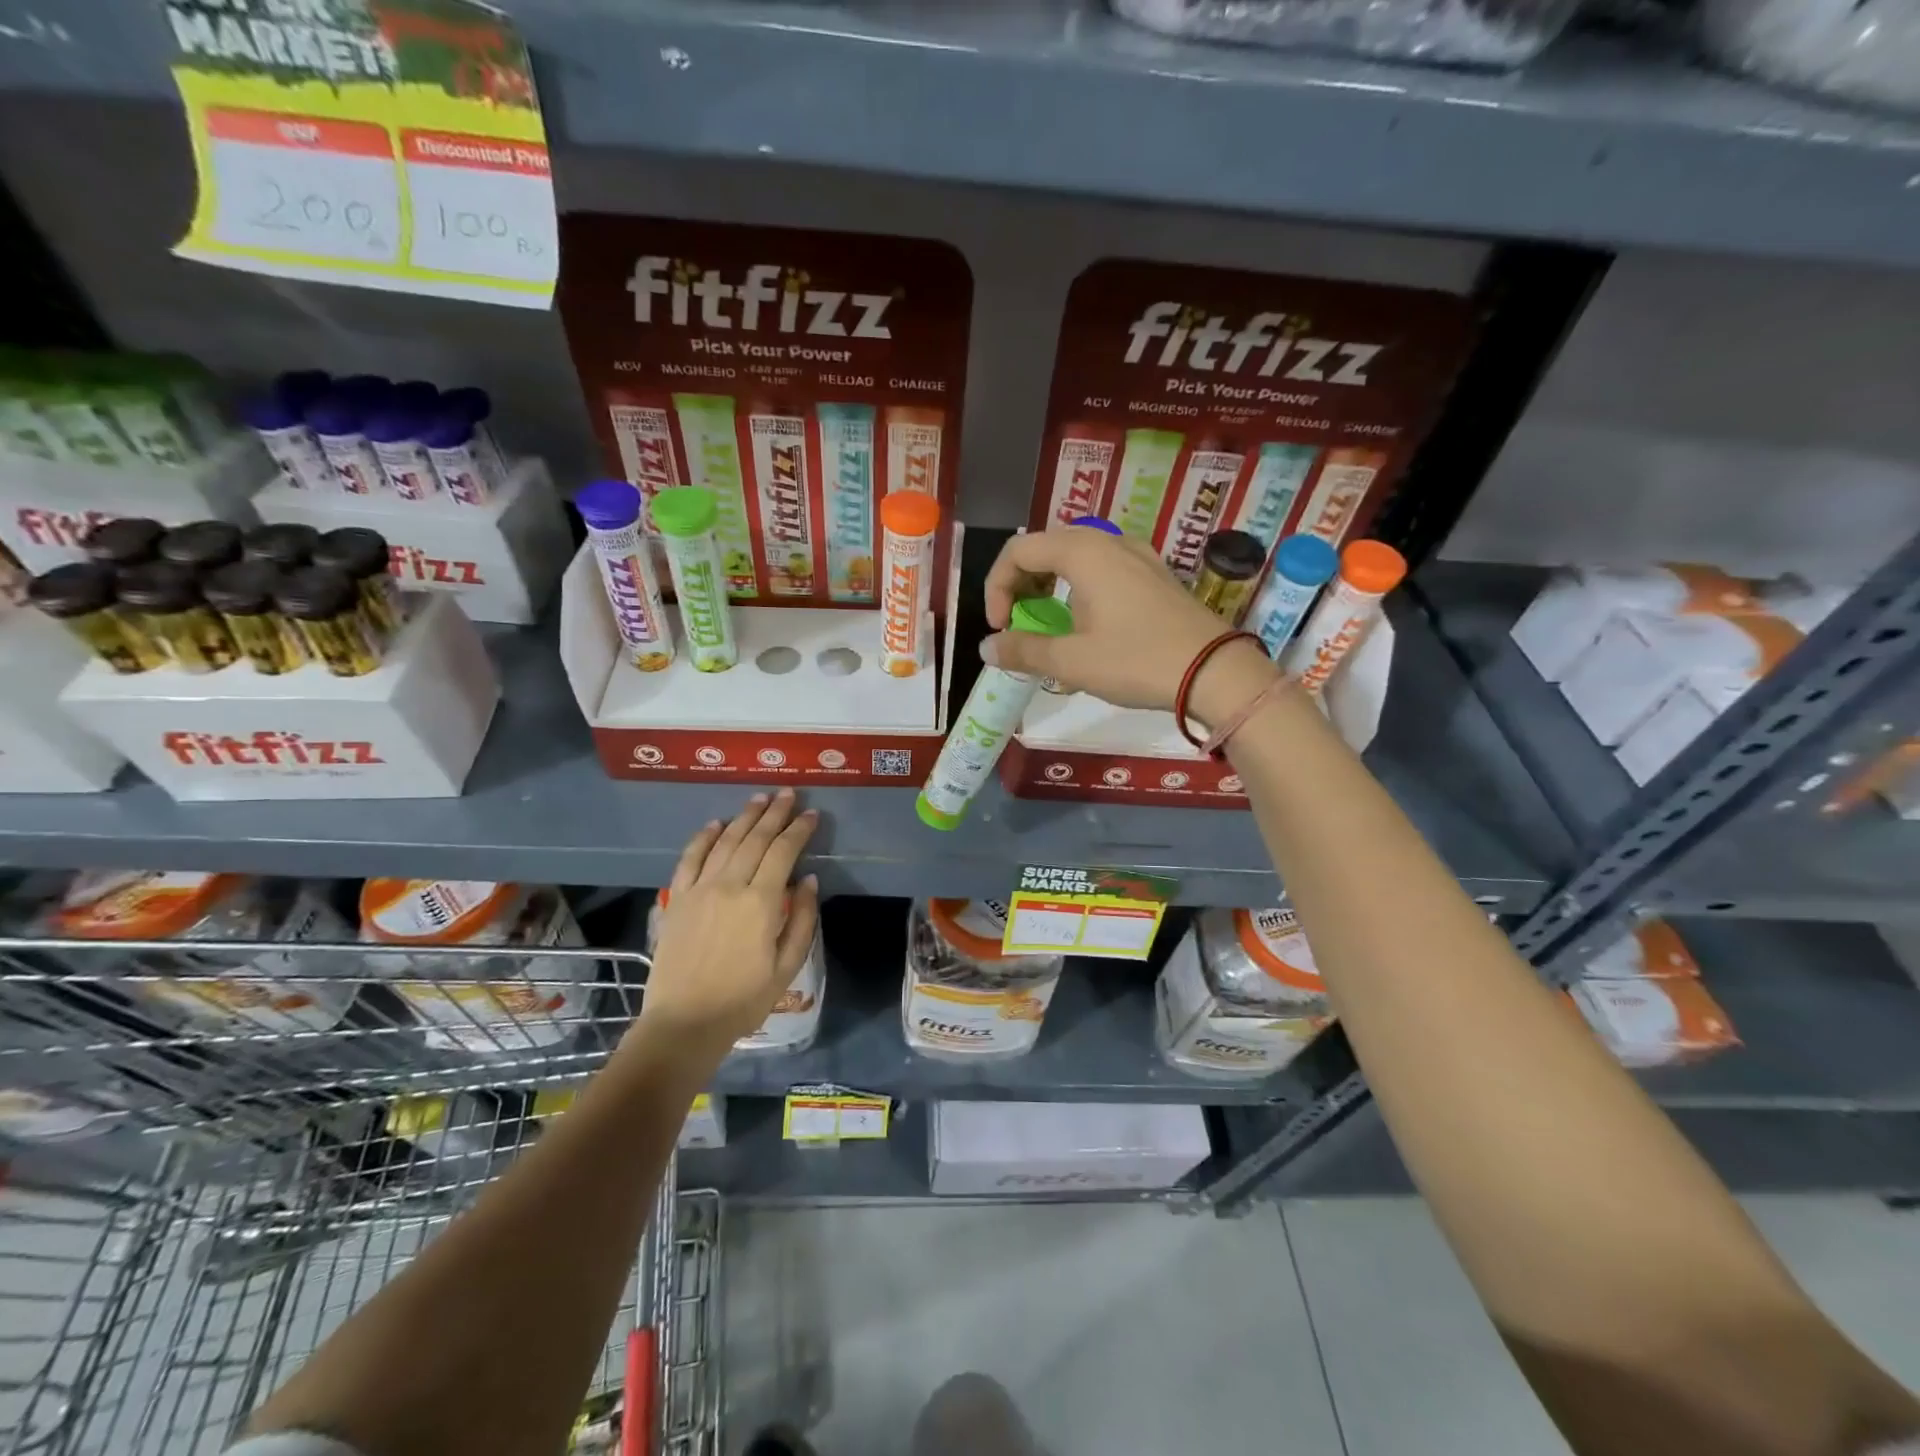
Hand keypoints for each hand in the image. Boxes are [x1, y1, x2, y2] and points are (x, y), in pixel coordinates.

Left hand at [635, 789, 820, 1055]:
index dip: (799, 829)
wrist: (685, 1023)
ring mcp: (699, 889)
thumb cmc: (743, 999)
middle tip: (788, 794)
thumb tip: (809, 880)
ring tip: (759, 799)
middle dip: (775, 813)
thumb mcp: (786, 965)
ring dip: (744, 817)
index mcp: (760, 902)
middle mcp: (729, 886)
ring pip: (725, 842)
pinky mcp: (678, 899)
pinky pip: (690, 859)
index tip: (812, 814)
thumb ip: (802, 920)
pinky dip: (704, 838)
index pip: (783, 852)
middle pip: (755, 838)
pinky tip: (716, 824)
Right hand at [981, 526, 1276, 720]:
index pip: (1017, 550)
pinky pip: (1102, 568)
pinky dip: (1078, 588)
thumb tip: (987, 647)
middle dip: (1020, 583)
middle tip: (1018, 622)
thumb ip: (1023, 650)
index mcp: (1083, 552)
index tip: (1000, 628)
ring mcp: (1136, 554)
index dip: (996, 587)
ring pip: (1074, 556)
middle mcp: (1108, 541)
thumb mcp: (1071, 661)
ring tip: (1047, 624)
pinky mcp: (1154, 573)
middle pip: (1045, 547)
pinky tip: (1085, 624)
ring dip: (1048, 585)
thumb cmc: (1137, 662)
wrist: (1216, 672)